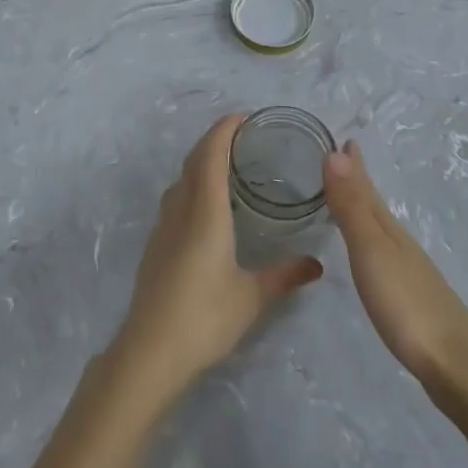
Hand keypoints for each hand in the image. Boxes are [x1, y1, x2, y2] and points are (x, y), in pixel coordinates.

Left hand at [111, 115, 322, 400]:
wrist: (150, 351)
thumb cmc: (205, 317)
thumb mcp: (252, 297)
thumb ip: (285, 275)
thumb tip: (317, 264)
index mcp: (206, 211)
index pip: (212, 154)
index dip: (225, 130)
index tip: (244, 116)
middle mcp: (181, 209)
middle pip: (194, 160)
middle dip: (215, 140)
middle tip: (243, 136)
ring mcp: (164, 226)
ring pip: (181, 179)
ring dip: (201, 162)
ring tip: (227, 165)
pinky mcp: (156, 244)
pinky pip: (175, 199)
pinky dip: (192, 185)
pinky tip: (206, 206)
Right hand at [324, 140, 467, 388]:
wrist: (457, 367)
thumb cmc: (407, 305)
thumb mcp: (372, 251)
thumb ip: (352, 206)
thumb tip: (335, 151)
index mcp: (390, 231)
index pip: (367, 190)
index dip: (355, 166)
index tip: (346, 140)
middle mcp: (402, 245)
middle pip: (377, 207)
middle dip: (360, 183)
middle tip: (345, 159)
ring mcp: (412, 274)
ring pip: (384, 231)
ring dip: (367, 211)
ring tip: (354, 201)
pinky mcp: (415, 301)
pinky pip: (388, 256)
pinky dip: (375, 244)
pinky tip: (376, 258)